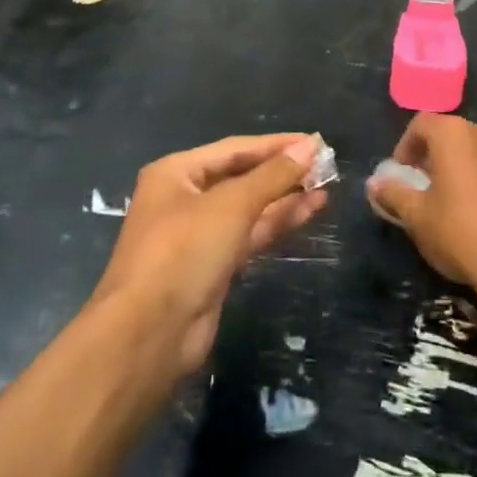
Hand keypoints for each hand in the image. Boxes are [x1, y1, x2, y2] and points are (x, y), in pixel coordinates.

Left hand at [93, 133, 328, 378]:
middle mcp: (184, 198)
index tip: (315, 141)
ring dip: (285, 198)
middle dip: (281, 172)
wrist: (150, 335)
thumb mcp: (232, 205)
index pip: (234, 148)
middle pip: (241, 177)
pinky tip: (309, 211)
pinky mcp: (213, 266)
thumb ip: (273, 175)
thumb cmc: (184, 251)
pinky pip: (250, 235)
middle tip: (325, 165)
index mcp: (176, 173)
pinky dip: (277, 223)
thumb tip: (311, 145)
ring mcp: (198, 235)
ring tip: (326, 186)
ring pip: (249, 208)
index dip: (275, 144)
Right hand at [365, 114, 476, 295]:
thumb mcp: (416, 216)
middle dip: (429, 155)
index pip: (421, 123)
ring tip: (443, 200)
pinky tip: (471, 213)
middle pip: (448, 134)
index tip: (399, 174)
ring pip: (471, 151)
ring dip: (454, 167)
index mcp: (454, 134)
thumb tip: (374, 184)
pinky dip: (475, 180)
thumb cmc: (460, 232)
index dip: (404, 146)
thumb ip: (393, 194)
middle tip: (418, 184)